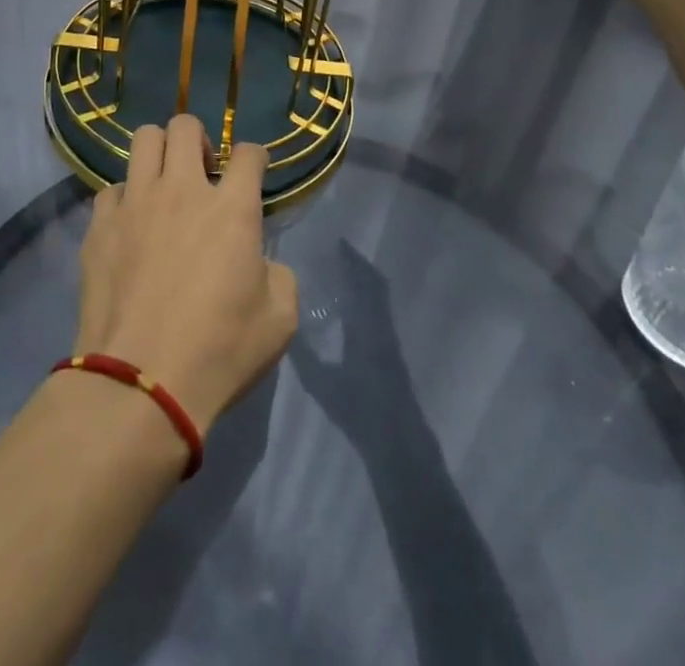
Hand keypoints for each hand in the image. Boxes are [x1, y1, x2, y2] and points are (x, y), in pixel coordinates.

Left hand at [74, 114, 298, 432]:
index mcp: (231, 207)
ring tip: (164, 184)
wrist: (141, 383)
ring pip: (143, 140)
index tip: (253, 172)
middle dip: (200, 138)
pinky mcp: (99, 225)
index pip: (249, 153)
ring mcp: (135, 202)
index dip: (255, 158)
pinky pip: (111, 189)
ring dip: (159, 153)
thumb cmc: (220, 351)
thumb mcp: (279, 319)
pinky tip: (130, 226)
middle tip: (203, 171)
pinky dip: (125, 199)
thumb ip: (279, 275)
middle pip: (186, 126)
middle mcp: (182, 190)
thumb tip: (261, 262)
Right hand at [286, 243, 417, 444]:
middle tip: (335, 254)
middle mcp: (381, 323)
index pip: (363, 280)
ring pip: (378, 299)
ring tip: (339, 275)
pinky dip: (366, 300)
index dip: (351, 260)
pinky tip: (349, 308)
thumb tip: (286, 320)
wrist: (398, 440)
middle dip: (357, 267)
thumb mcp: (323, 381)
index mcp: (367, 323)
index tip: (336, 243)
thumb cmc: (360, 408)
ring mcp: (390, 338)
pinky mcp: (392, 353)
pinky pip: (378, 313)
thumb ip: (305, 352)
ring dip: (363, 283)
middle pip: (374, 285)